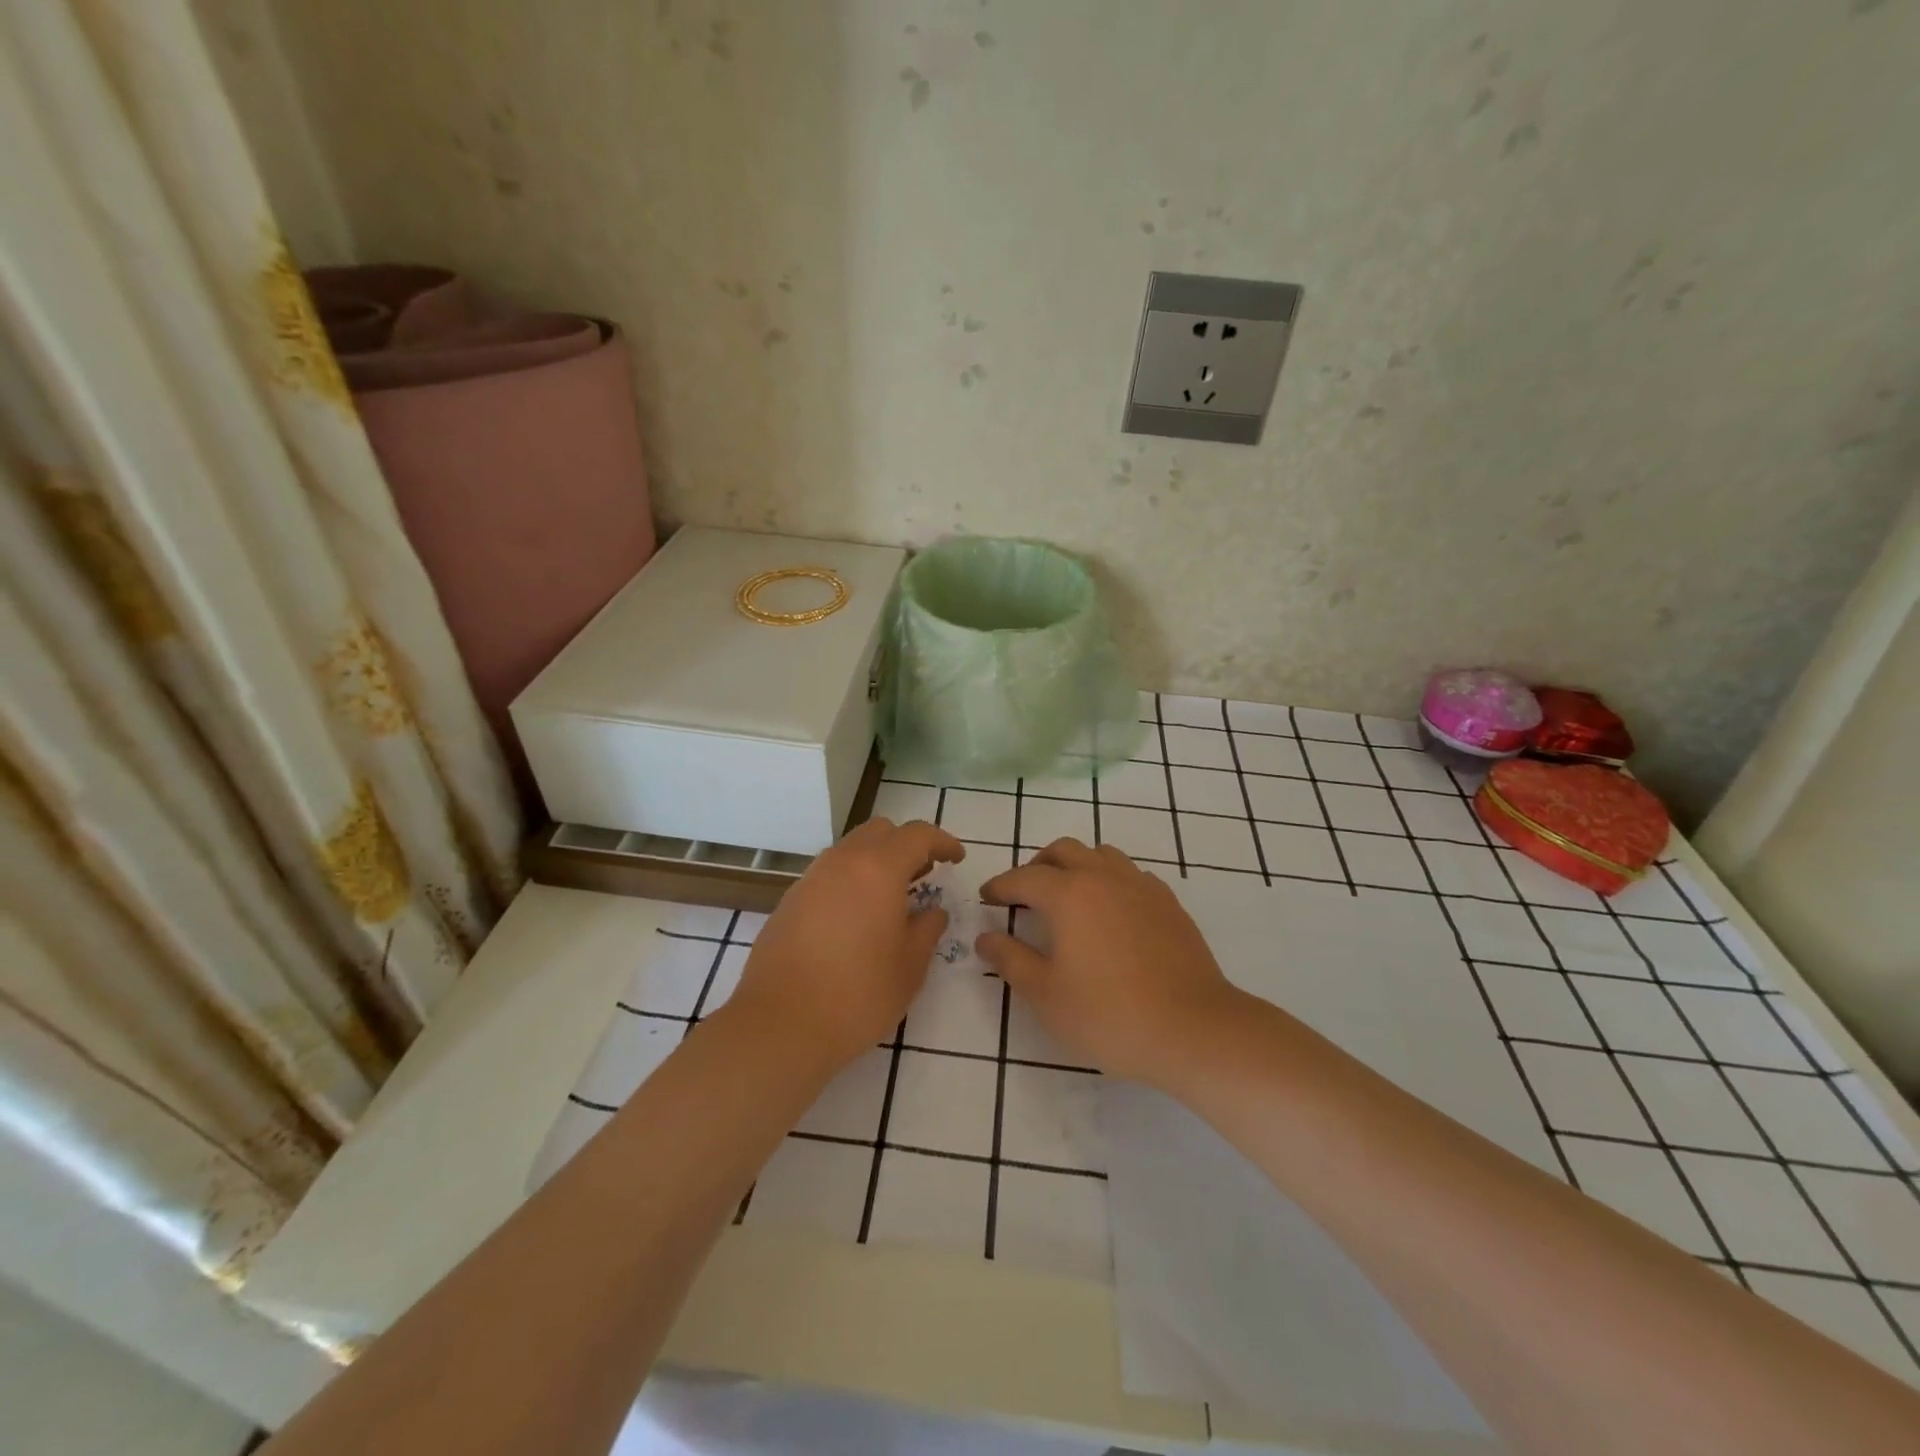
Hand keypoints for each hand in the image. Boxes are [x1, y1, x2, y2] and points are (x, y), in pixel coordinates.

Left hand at [729, 818, 963, 1067]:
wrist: (780, 1024)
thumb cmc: (858, 994)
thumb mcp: (910, 966)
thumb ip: (927, 929)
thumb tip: (932, 912)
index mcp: (878, 869)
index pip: (917, 835)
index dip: (942, 841)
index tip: (956, 858)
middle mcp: (842, 862)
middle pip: (880, 832)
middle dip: (906, 845)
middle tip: (924, 875)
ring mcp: (810, 879)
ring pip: (850, 850)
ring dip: (876, 861)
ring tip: (891, 899)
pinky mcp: (790, 901)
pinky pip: (828, 875)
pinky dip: (850, 881)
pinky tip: (856, 919)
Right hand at [977, 838, 1243, 1084]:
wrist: (1193, 1029)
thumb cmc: (1109, 1015)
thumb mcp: (1045, 995)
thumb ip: (1010, 960)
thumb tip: (985, 937)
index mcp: (1069, 894)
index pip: (1024, 877)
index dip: (1000, 885)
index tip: (986, 897)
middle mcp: (1104, 877)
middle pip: (1063, 850)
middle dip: (1037, 865)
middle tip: (1024, 892)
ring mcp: (1141, 886)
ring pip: (1100, 854)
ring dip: (1076, 865)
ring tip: (1067, 895)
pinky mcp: (1168, 902)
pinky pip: (1130, 874)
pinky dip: (1110, 880)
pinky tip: (1110, 911)